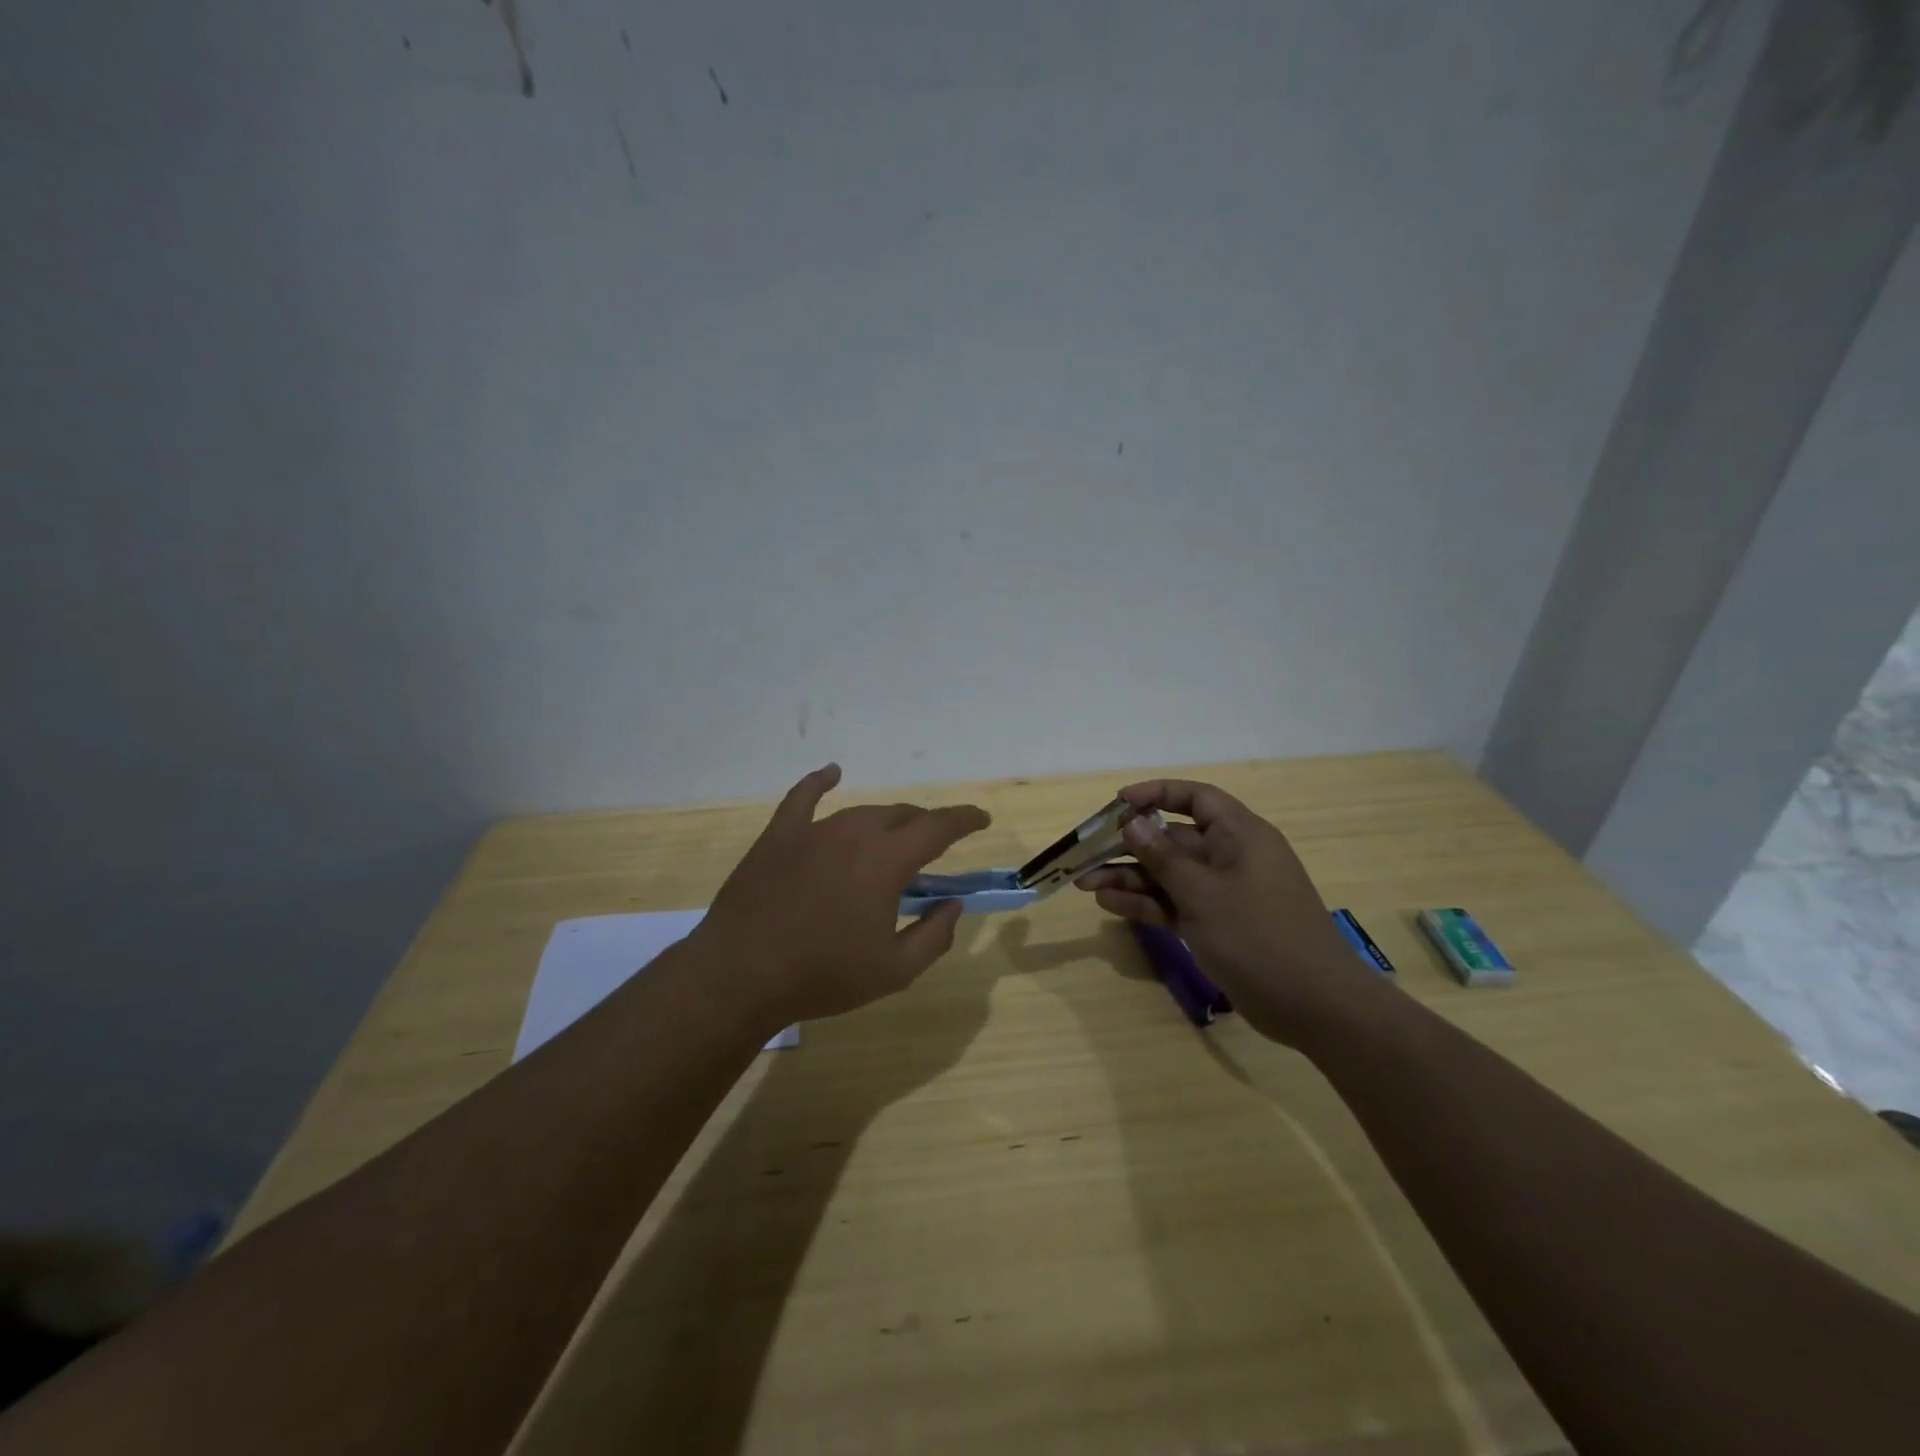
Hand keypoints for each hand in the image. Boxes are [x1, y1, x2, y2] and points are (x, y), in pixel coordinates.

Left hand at [696, 764, 990, 1028]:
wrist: (741, 975)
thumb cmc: (823, 975)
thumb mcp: (894, 970)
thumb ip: (934, 934)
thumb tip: (953, 903)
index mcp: (886, 861)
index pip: (937, 827)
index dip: (964, 820)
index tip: (981, 818)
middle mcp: (854, 833)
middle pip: (901, 816)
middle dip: (924, 826)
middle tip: (933, 846)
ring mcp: (813, 830)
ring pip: (861, 812)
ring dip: (885, 821)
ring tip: (893, 836)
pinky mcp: (779, 836)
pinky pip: (803, 798)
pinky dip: (820, 782)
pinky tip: (831, 774)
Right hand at [1076, 779, 1382, 1045]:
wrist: (1314, 1006)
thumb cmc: (1259, 936)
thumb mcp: (1203, 893)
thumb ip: (1163, 857)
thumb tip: (1132, 823)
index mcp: (1240, 835)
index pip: (1195, 798)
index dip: (1156, 794)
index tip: (1118, 804)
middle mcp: (1231, 857)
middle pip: (1173, 839)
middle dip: (1130, 846)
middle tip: (1087, 854)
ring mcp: (1224, 893)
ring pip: (1169, 875)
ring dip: (1131, 878)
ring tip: (1086, 884)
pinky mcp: (1217, 924)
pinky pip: (1175, 904)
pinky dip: (1147, 903)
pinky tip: (1110, 905)